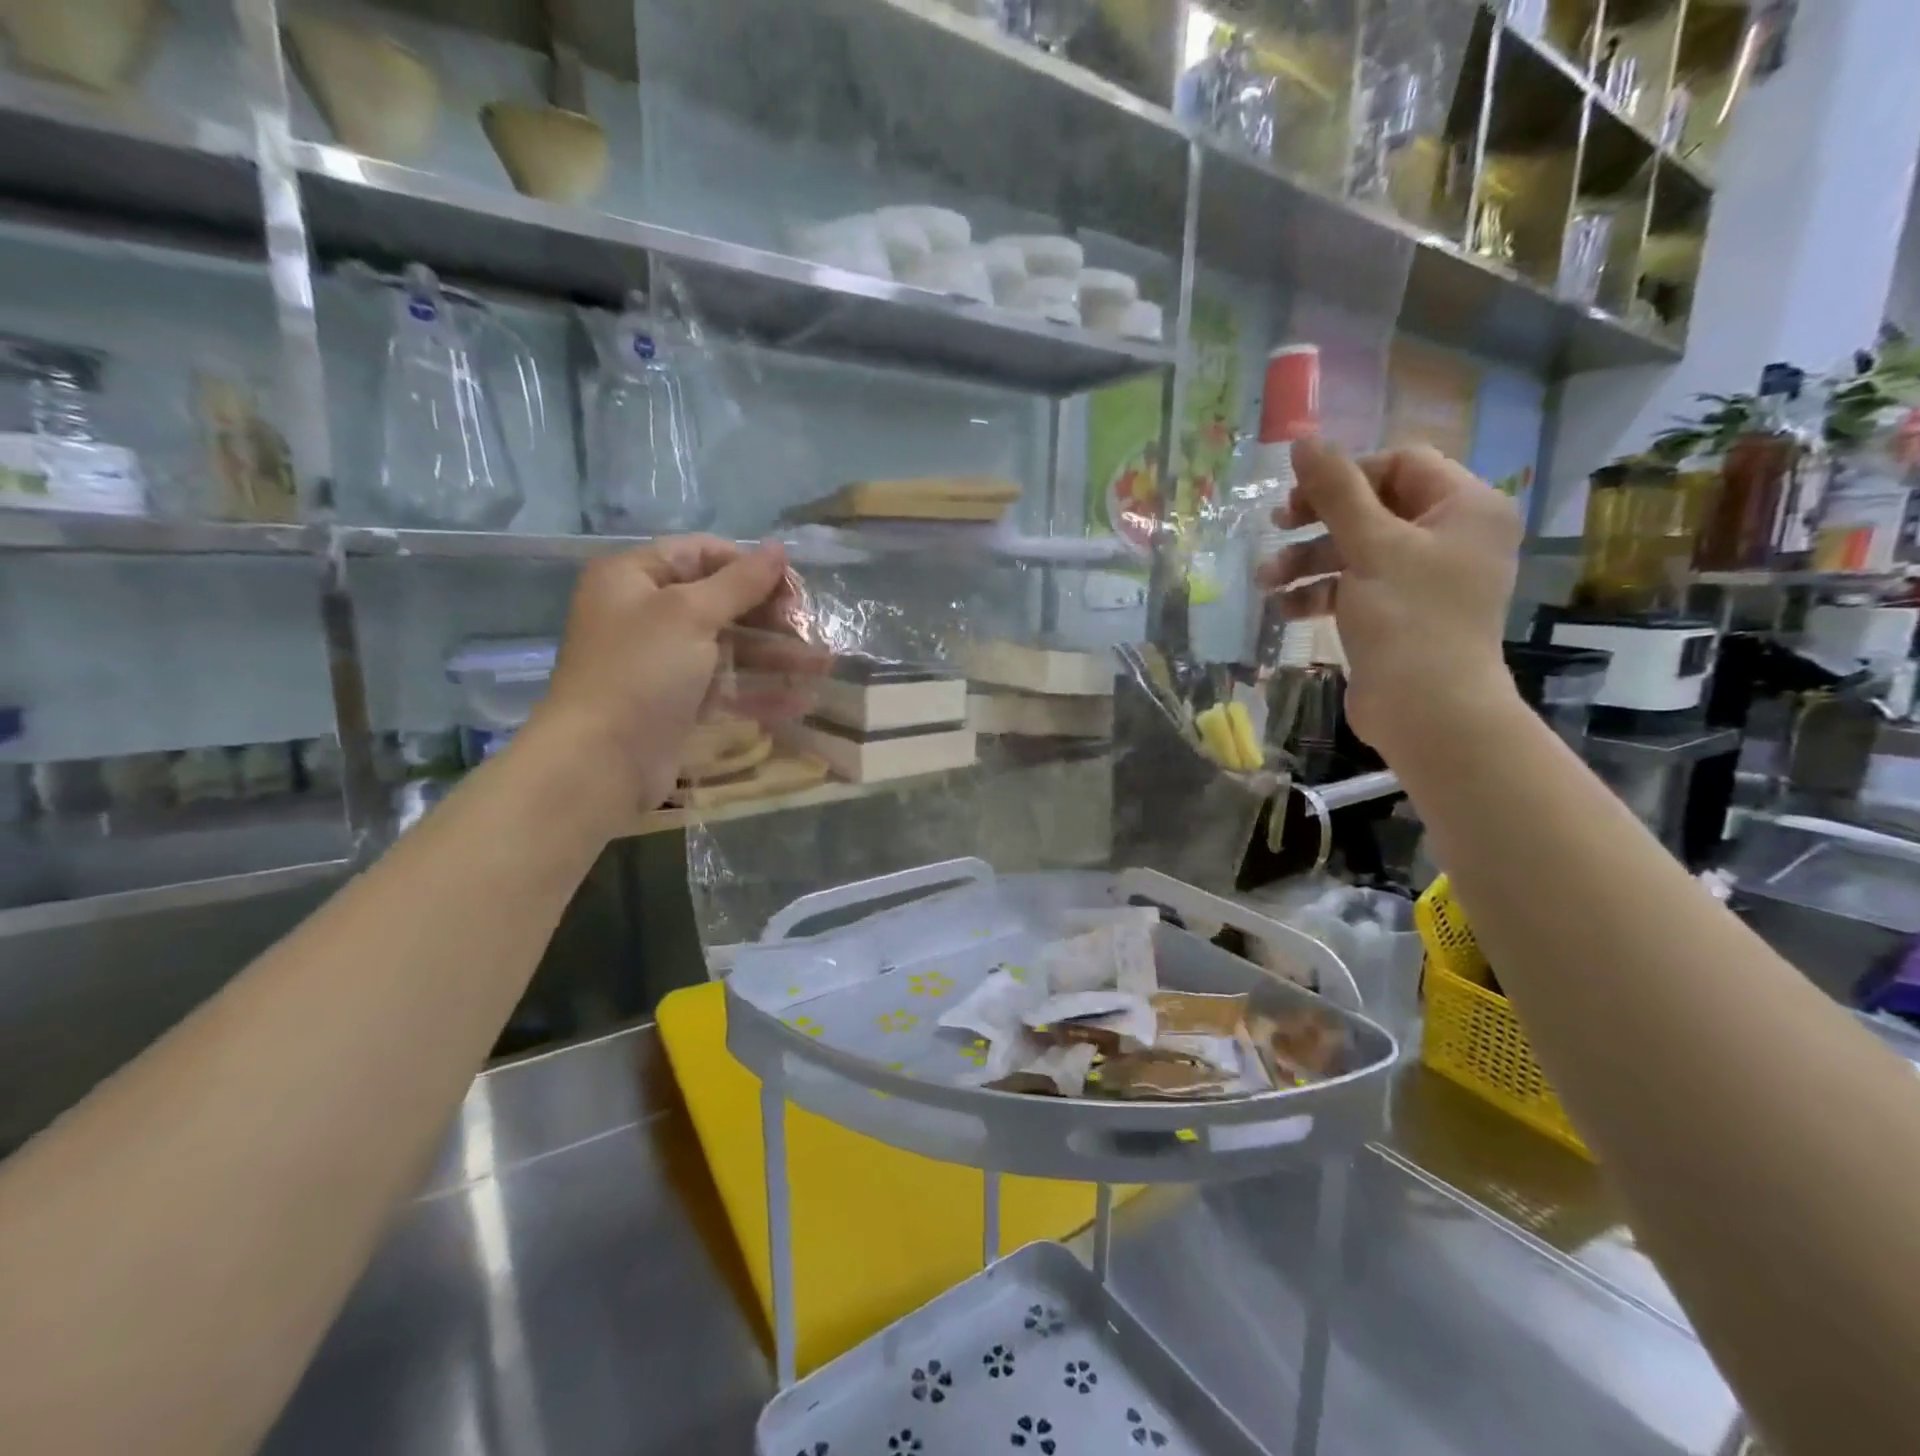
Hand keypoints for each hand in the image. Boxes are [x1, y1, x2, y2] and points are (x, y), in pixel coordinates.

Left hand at [528, 536, 803, 825]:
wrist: (601, 760)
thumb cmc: (641, 671)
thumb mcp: (690, 614)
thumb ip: (739, 581)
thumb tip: (778, 548)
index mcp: (634, 577)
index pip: (702, 554)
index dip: (749, 566)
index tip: (793, 589)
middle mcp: (645, 612)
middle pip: (720, 601)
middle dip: (770, 614)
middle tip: (810, 629)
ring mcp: (662, 660)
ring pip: (729, 646)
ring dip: (776, 654)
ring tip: (823, 666)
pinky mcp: (677, 700)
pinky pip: (725, 684)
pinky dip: (759, 689)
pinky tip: (800, 700)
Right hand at [1258, 440, 1522, 760]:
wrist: (1428, 710)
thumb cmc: (1408, 618)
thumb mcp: (1369, 545)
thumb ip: (1335, 490)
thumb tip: (1303, 439)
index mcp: (1464, 507)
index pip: (1400, 464)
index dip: (1346, 474)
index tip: (1300, 497)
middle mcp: (1451, 535)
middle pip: (1373, 506)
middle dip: (1317, 521)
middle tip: (1276, 526)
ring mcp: (1425, 577)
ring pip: (1357, 549)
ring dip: (1307, 560)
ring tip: (1266, 580)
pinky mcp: (1399, 612)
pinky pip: (1355, 586)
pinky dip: (1320, 591)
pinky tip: (1285, 606)